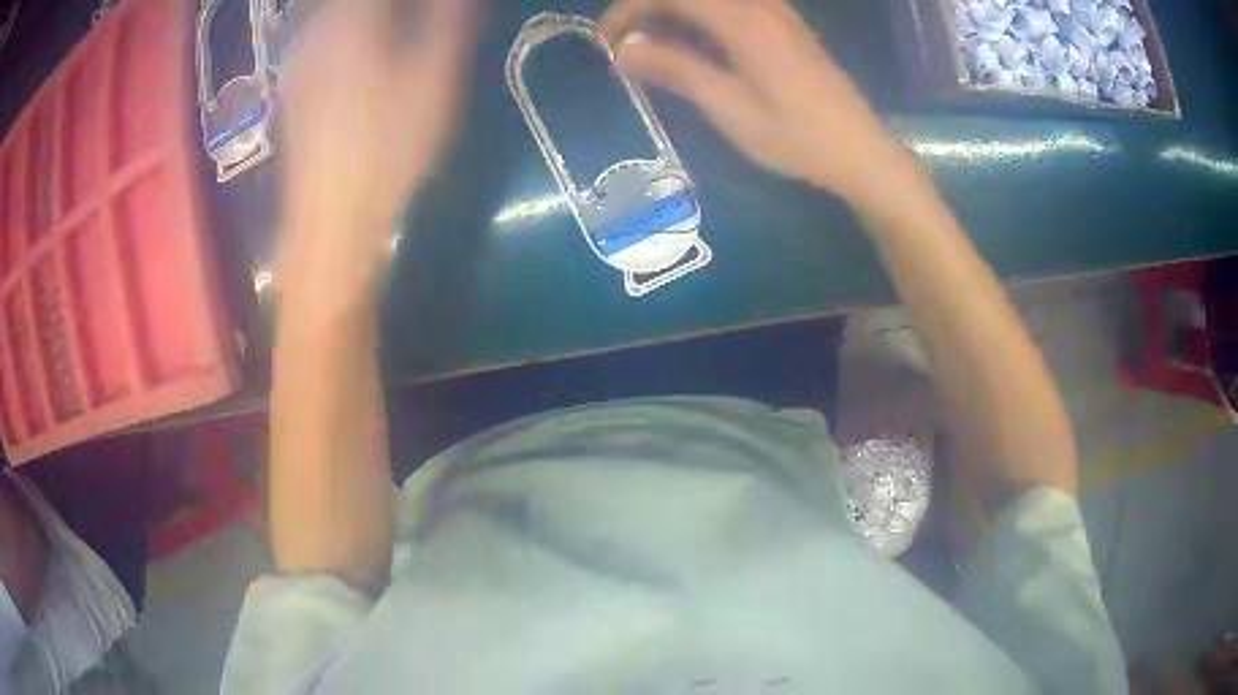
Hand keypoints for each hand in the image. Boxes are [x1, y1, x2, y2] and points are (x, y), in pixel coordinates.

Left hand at [277, 0, 476, 320]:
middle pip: (347, 0)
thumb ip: (447, 19)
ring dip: (373, 17)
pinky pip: (325, 37)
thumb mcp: (434, 76)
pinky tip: (370, 55)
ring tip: (401, 30)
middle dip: (393, 8)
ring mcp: (299, 60)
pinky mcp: (294, 87)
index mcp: (350, 18)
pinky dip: (352, 33)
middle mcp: (315, 29)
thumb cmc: (387, 147)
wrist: (331, 219)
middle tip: (424, 19)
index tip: (435, 11)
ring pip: (336, 14)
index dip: (410, 2)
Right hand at [602, 0, 915, 204]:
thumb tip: (623, 49)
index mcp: (743, 20)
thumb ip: (676, 69)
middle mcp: (760, 4)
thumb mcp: (730, 109)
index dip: (628, 11)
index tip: (605, 43)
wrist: (861, 151)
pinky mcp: (786, 25)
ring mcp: (777, 12)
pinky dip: (701, 18)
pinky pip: (732, 6)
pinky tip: (694, 47)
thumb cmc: (796, 137)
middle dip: (647, 9)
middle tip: (625, 47)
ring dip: (674, 13)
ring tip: (653, 50)